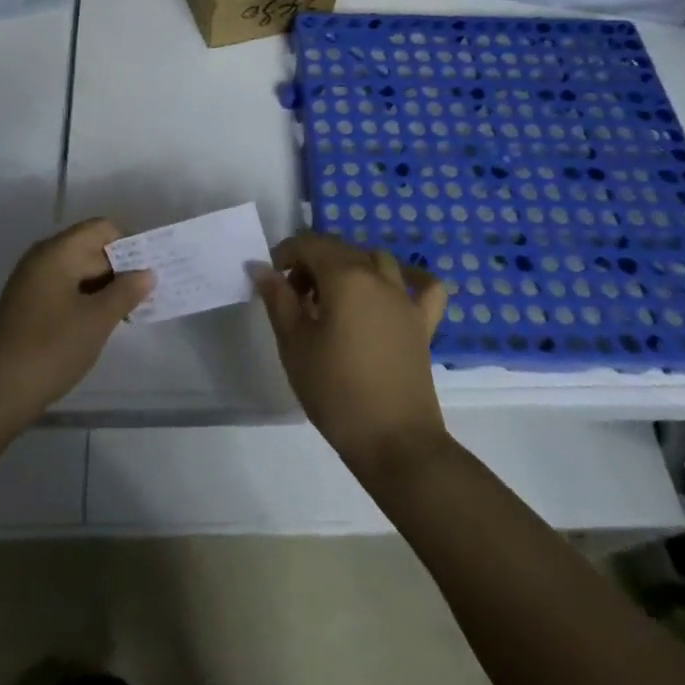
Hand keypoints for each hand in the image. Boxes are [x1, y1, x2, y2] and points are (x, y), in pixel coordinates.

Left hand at [0, 219, 153, 432]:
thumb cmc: (51, 349)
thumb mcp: (97, 320)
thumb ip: (126, 291)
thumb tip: (146, 273)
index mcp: (57, 252)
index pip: (101, 229)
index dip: (130, 244)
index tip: (152, 269)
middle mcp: (42, 260)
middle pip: (90, 249)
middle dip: (121, 268)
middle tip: (151, 294)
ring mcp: (32, 284)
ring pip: (79, 273)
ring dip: (106, 288)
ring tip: (132, 311)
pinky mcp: (29, 307)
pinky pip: (66, 291)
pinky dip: (88, 301)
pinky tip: (104, 323)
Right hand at [255, 234, 449, 474]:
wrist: (393, 440)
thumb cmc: (335, 390)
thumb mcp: (294, 344)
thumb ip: (277, 299)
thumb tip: (261, 267)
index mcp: (345, 277)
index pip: (310, 244)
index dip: (285, 253)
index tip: (271, 278)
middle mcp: (379, 277)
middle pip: (341, 249)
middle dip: (312, 261)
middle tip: (292, 296)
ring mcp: (406, 299)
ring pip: (376, 260)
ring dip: (350, 266)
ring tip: (332, 297)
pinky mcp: (423, 323)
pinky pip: (423, 287)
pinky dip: (408, 279)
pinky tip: (392, 290)